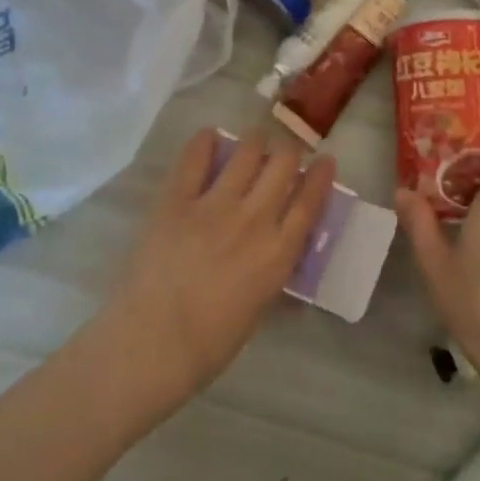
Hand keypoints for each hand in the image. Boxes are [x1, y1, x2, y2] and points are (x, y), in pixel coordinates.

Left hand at [107, 128, 334, 401]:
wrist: (154, 343)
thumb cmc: (211, 342)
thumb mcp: (259, 306)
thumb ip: (271, 270)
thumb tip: (276, 253)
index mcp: (278, 252)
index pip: (309, 201)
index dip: (320, 175)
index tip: (325, 159)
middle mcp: (254, 219)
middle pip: (282, 165)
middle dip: (288, 151)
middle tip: (283, 152)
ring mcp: (214, 205)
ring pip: (246, 152)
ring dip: (254, 141)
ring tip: (252, 141)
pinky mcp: (177, 200)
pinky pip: (194, 158)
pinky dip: (204, 142)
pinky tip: (209, 137)